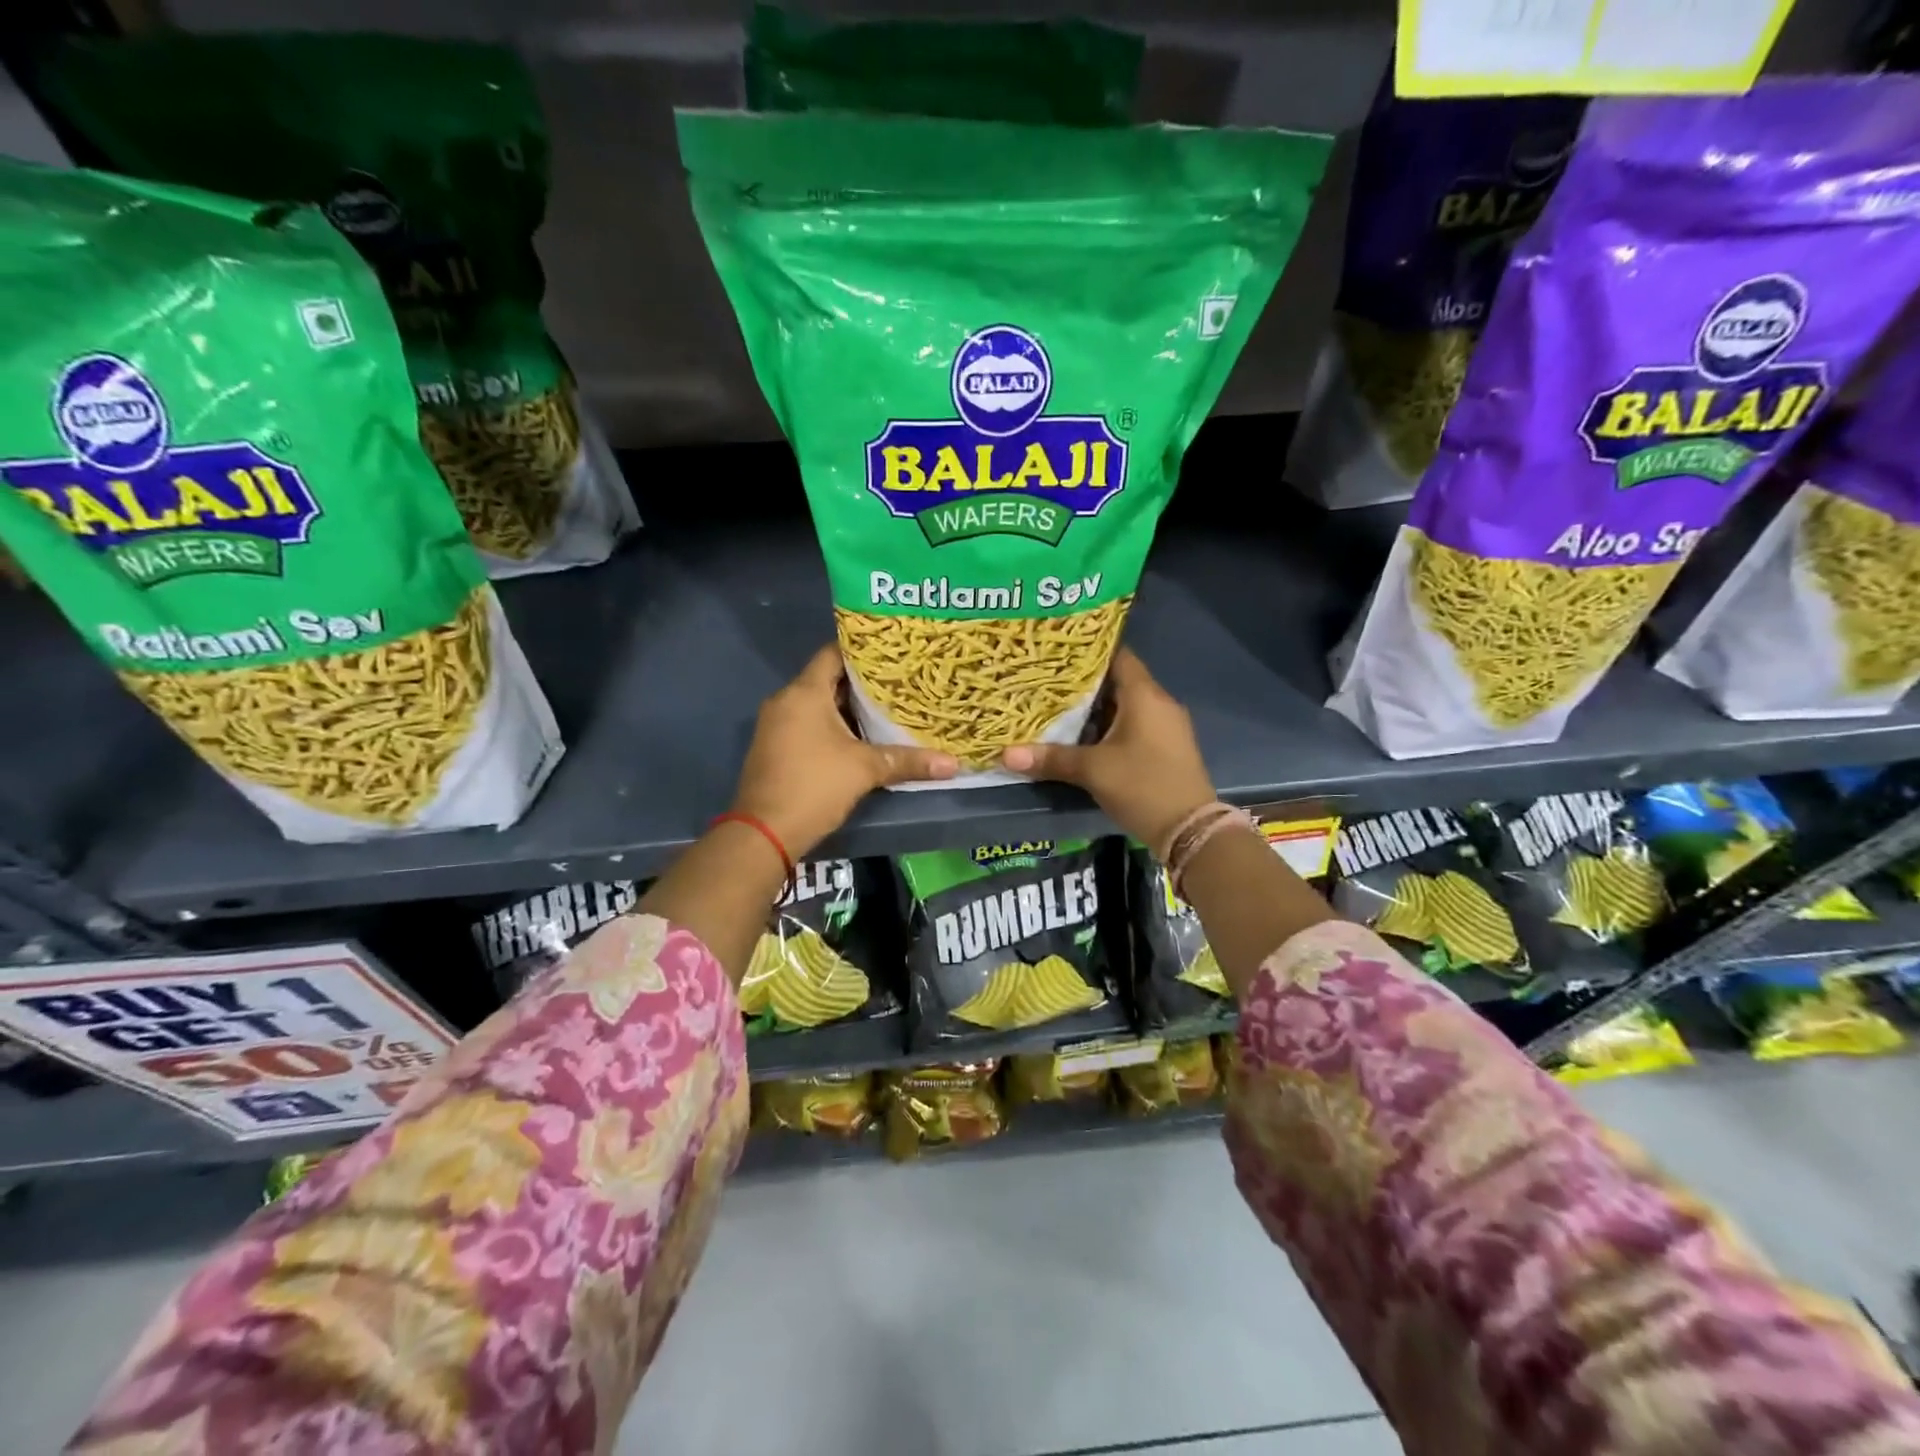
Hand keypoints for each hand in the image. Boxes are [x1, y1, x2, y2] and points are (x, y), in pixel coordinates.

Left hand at [731, 645, 958, 858]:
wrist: (764, 833)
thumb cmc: (814, 786)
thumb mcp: (865, 770)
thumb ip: (907, 761)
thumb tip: (954, 764)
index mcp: (804, 693)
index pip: (833, 653)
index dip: (863, 649)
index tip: (893, 652)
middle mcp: (786, 701)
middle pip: (828, 679)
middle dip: (863, 681)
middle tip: (900, 681)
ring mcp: (777, 725)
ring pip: (818, 704)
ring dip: (849, 707)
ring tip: (888, 706)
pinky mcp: (776, 747)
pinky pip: (808, 724)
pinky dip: (833, 725)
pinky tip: (862, 736)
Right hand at [1001, 648, 1214, 850]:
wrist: (1190, 830)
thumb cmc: (1142, 786)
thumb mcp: (1092, 771)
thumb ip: (1050, 759)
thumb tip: (1006, 755)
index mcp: (1145, 696)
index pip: (1118, 655)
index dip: (1089, 650)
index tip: (1059, 651)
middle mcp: (1159, 703)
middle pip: (1119, 681)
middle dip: (1085, 683)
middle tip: (1048, 681)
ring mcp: (1166, 726)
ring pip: (1125, 706)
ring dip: (1096, 708)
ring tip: (1058, 707)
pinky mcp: (1166, 748)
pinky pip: (1134, 725)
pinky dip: (1110, 726)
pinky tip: (1084, 737)